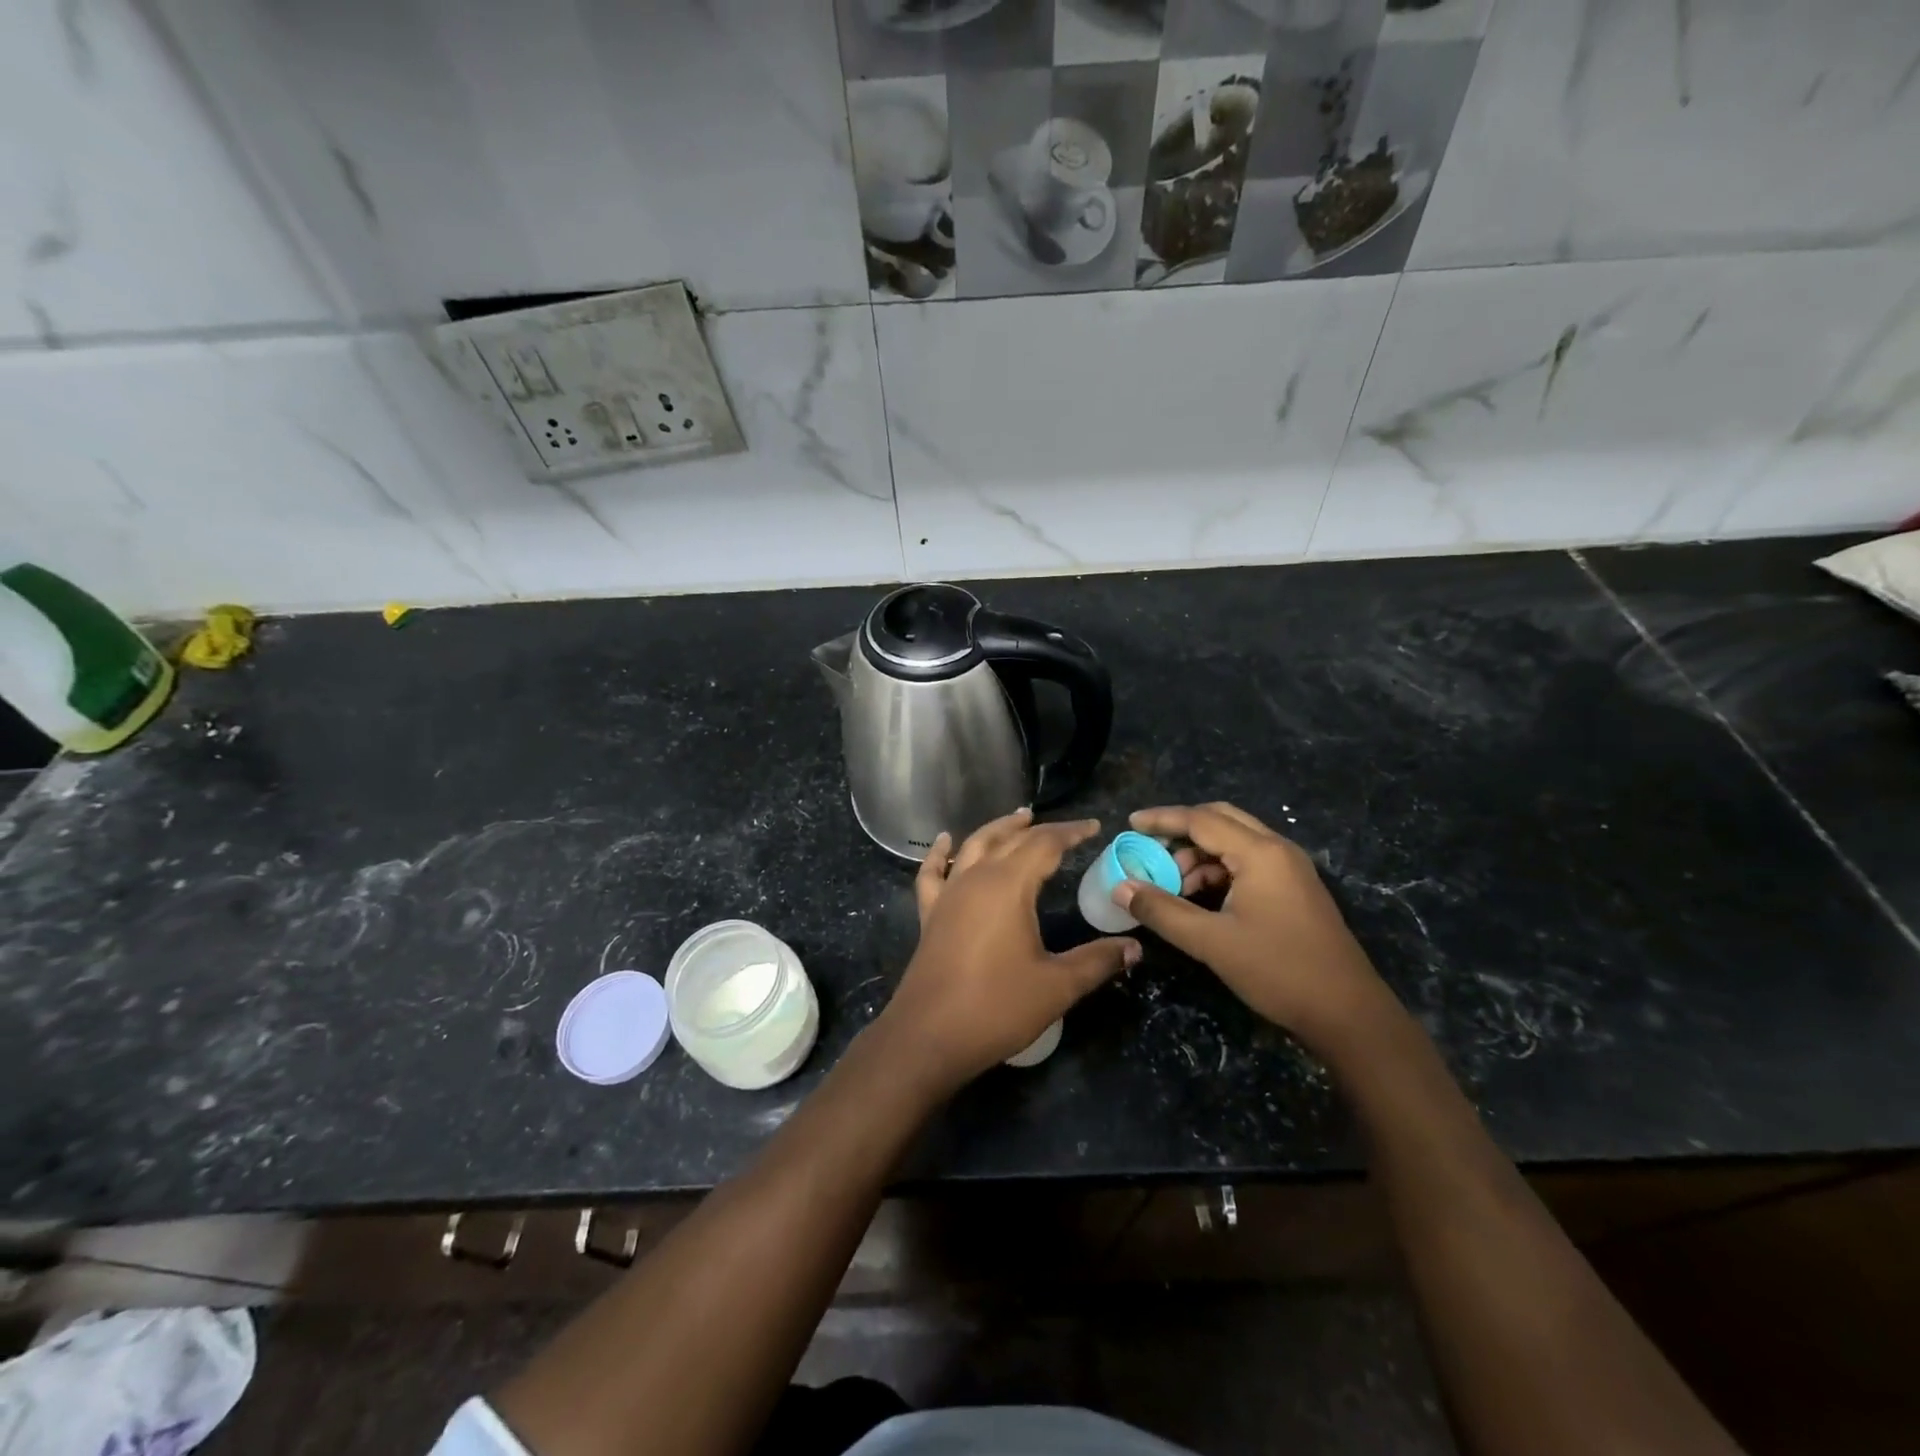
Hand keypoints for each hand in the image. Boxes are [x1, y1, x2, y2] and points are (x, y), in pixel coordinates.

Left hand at [875, 808, 1139, 1091]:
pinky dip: (939, 853)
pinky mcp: (930, 914)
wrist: (929, 1035)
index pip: (1045, 844)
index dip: (1071, 832)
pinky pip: (933, 872)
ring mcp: (949, 894)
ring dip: (997, 830)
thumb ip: (1098, 961)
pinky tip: (945, 841)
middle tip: (1066, 828)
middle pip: (1010, 840)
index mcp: (1009, 885)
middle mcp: (976, 878)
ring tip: (1017, 819)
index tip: (1094, 827)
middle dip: (1040, 829)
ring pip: (973, 846)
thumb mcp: (1057, 986)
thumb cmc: (997, 1007)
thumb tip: (1134, 947)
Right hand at [1113, 802, 1389, 1048]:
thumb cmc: (1278, 970)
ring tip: (1172, 884)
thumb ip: (1163, 911)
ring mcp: (1290, 869)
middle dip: (1181, 830)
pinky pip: (1248, 862)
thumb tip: (1120, 888)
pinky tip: (1200, 897)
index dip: (1162, 819)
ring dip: (1199, 854)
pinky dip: (1218, 870)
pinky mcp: (1294, 889)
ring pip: (1234, 841)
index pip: (1201, 820)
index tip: (1129, 824)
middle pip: (1220, 819)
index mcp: (1260, 853)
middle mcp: (1277, 849)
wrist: (1348, 1012)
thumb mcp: (1212, 942)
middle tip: (1149, 848)